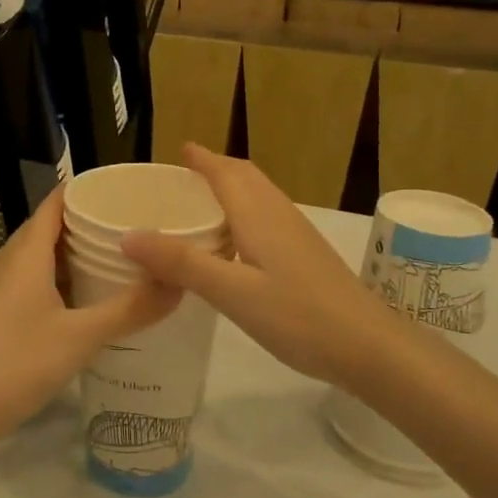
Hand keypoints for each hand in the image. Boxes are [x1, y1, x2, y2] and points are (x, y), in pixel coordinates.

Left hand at [0, 189, 179, 438]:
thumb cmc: (19, 363)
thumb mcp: (83, 337)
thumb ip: (131, 309)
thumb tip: (178, 283)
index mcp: (26, 253)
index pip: (56, 203)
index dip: (88, 192)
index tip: (127, 193)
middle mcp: (8, 260)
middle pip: (50, 227)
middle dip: (89, 223)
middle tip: (133, 227)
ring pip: (40, 256)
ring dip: (74, 254)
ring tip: (116, 258)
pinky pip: (32, 279)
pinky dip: (60, 278)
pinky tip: (84, 299)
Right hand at [120, 144, 393, 387]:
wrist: (369, 346)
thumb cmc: (298, 315)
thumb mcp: (232, 292)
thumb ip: (182, 263)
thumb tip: (129, 235)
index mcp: (258, 214)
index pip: (225, 171)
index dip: (201, 159)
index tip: (178, 151)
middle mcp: (278, 213)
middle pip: (245, 177)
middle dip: (215, 169)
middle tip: (183, 177)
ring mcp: (297, 233)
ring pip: (259, 196)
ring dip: (231, 189)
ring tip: (202, 206)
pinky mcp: (307, 254)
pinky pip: (268, 217)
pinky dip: (245, 213)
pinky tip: (236, 245)